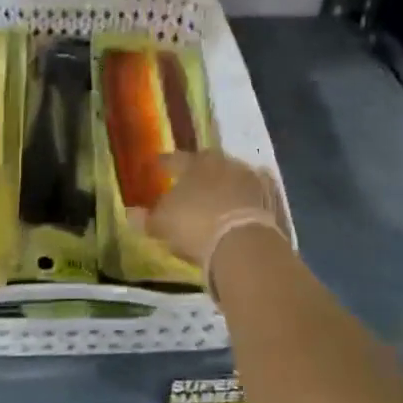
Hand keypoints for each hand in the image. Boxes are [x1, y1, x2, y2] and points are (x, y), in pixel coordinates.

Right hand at [140, 150, 287, 275]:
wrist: (244, 243)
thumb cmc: (195, 226)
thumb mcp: (163, 224)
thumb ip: (147, 218)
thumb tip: (131, 213)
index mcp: (195, 163)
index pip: (175, 159)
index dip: (164, 164)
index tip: (157, 167)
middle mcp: (224, 163)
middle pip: (207, 165)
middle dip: (198, 174)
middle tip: (189, 184)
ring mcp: (251, 178)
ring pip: (231, 178)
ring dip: (223, 187)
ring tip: (214, 201)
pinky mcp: (271, 198)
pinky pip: (252, 196)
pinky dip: (244, 201)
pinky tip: (239, 212)